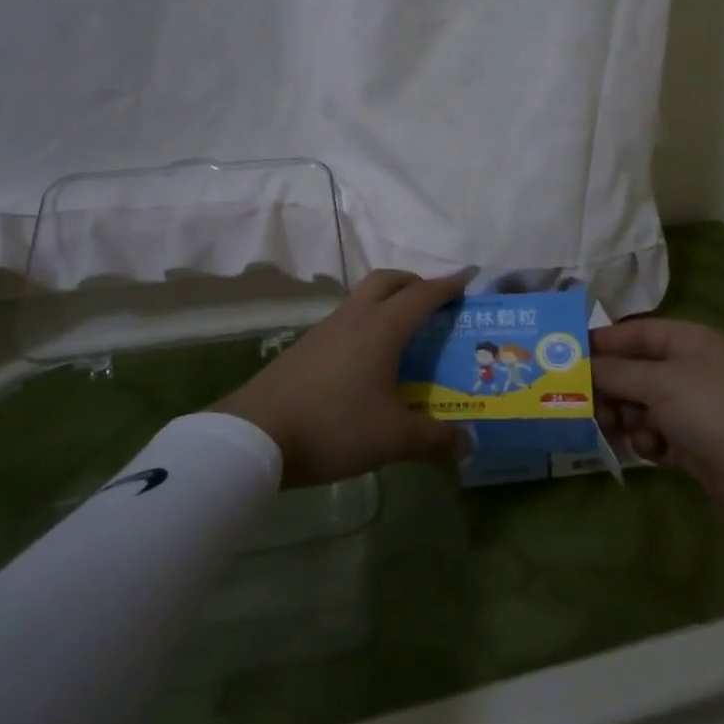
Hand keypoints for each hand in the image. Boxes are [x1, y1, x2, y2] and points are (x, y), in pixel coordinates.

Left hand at [213, 269, 470, 487]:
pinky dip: (366, 322)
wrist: (255, 434)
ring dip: (387, 301)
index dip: (448, 286)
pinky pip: (345, 319)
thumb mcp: (392, 438)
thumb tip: (467, 443)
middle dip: (414, 282)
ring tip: (403, 331)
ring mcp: (326, 329)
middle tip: (433, 301)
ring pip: (363, 297)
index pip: (422, 295)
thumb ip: (433, 438)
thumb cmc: (334, 426)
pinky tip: (367, 358)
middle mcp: (355, 317)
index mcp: (382, 327)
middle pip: (388, 280)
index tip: (468, 280)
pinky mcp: (305, 346)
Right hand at [592, 319, 723, 526]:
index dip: (604, 342)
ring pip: (643, 405)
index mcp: (690, 341)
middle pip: (636, 371)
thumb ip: (617, 373)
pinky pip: (658, 434)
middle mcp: (691, 369)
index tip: (568, 355)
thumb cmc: (716, 410)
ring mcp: (695, 407)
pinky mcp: (696, 442)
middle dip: (610, 386)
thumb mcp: (661, 384)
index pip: (637, 333)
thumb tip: (582, 364)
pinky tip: (649, 451)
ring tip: (610, 427)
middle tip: (581, 401)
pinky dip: (649, 441)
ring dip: (626, 416)